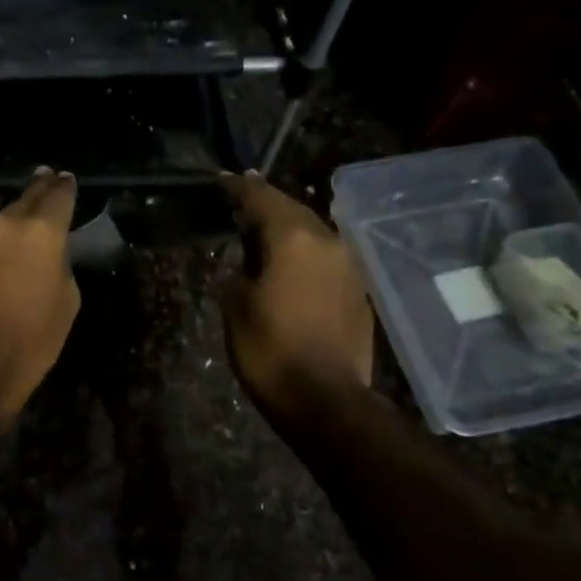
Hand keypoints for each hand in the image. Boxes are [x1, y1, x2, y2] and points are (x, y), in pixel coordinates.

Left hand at [0, 168, 81, 421]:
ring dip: (3, 234)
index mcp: (39, 232)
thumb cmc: (31, 342)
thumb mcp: (66, 303)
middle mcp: (0, 226)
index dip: (64, 186)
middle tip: (44, 180)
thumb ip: (59, 264)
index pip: (57, 196)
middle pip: (22, 202)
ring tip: (11, 249)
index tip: (66, 178)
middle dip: (36, 193)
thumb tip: (46, 255)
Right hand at [222, 171, 375, 415]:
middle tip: (241, 200)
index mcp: (294, 240)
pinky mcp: (358, 291)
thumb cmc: (270, 350)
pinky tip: (288, 264)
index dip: (239, 188)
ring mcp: (349, 267)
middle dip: (266, 204)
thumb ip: (237, 274)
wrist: (326, 400)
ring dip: (287, 228)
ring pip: (313, 233)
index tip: (222, 180)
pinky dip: (303, 252)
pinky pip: (325, 257)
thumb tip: (243, 266)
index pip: (262, 198)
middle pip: (293, 210)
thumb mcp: (236, 308)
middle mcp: (328, 242)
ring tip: (261, 231)